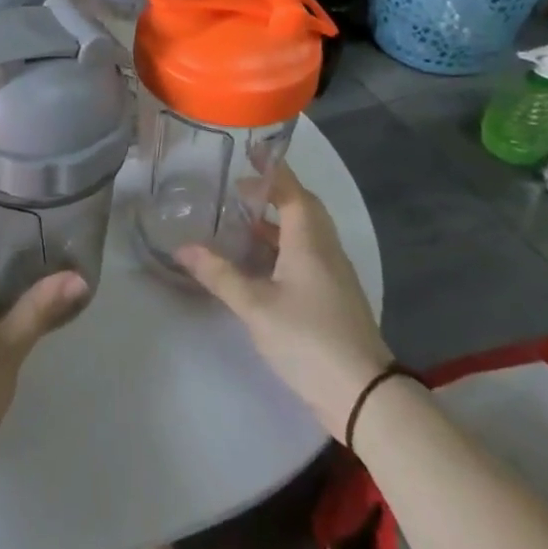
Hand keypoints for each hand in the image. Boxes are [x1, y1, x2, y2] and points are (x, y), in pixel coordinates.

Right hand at [177, 165, 393, 434]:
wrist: (365, 397)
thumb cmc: (309, 339)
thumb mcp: (255, 306)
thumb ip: (219, 275)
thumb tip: (182, 248)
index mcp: (309, 241)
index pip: (292, 191)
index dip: (273, 169)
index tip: (252, 150)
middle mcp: (325, 249)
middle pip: (302, 208)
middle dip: (274, 193)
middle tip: (240, 190)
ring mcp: (334, 275)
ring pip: (306, 233)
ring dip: (277, 221)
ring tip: (242, 222)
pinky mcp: (334, 297)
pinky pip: (308, 255)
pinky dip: (284, 246)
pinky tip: (261, 263)